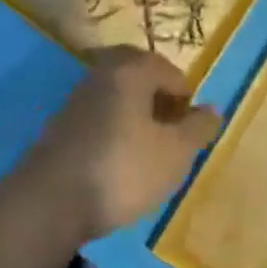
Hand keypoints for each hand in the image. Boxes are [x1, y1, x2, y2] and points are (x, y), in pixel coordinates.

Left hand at [21, 48, 220, 243]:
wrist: (54, 198)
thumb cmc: (124, 168)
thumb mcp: (174, 154)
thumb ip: (197, 128)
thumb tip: (212, 109)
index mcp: (130, 70)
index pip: (167, 69)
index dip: (185, 96)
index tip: (192, 129)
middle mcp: (102, 72)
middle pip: (138, 74)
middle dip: (159, 97)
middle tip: (172, 131)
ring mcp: (78, 95)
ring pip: (117, 93)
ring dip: (136, 112)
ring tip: (149, 148)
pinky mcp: (63, 121)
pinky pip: (99, 112)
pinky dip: (115, 125)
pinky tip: (119, 157)